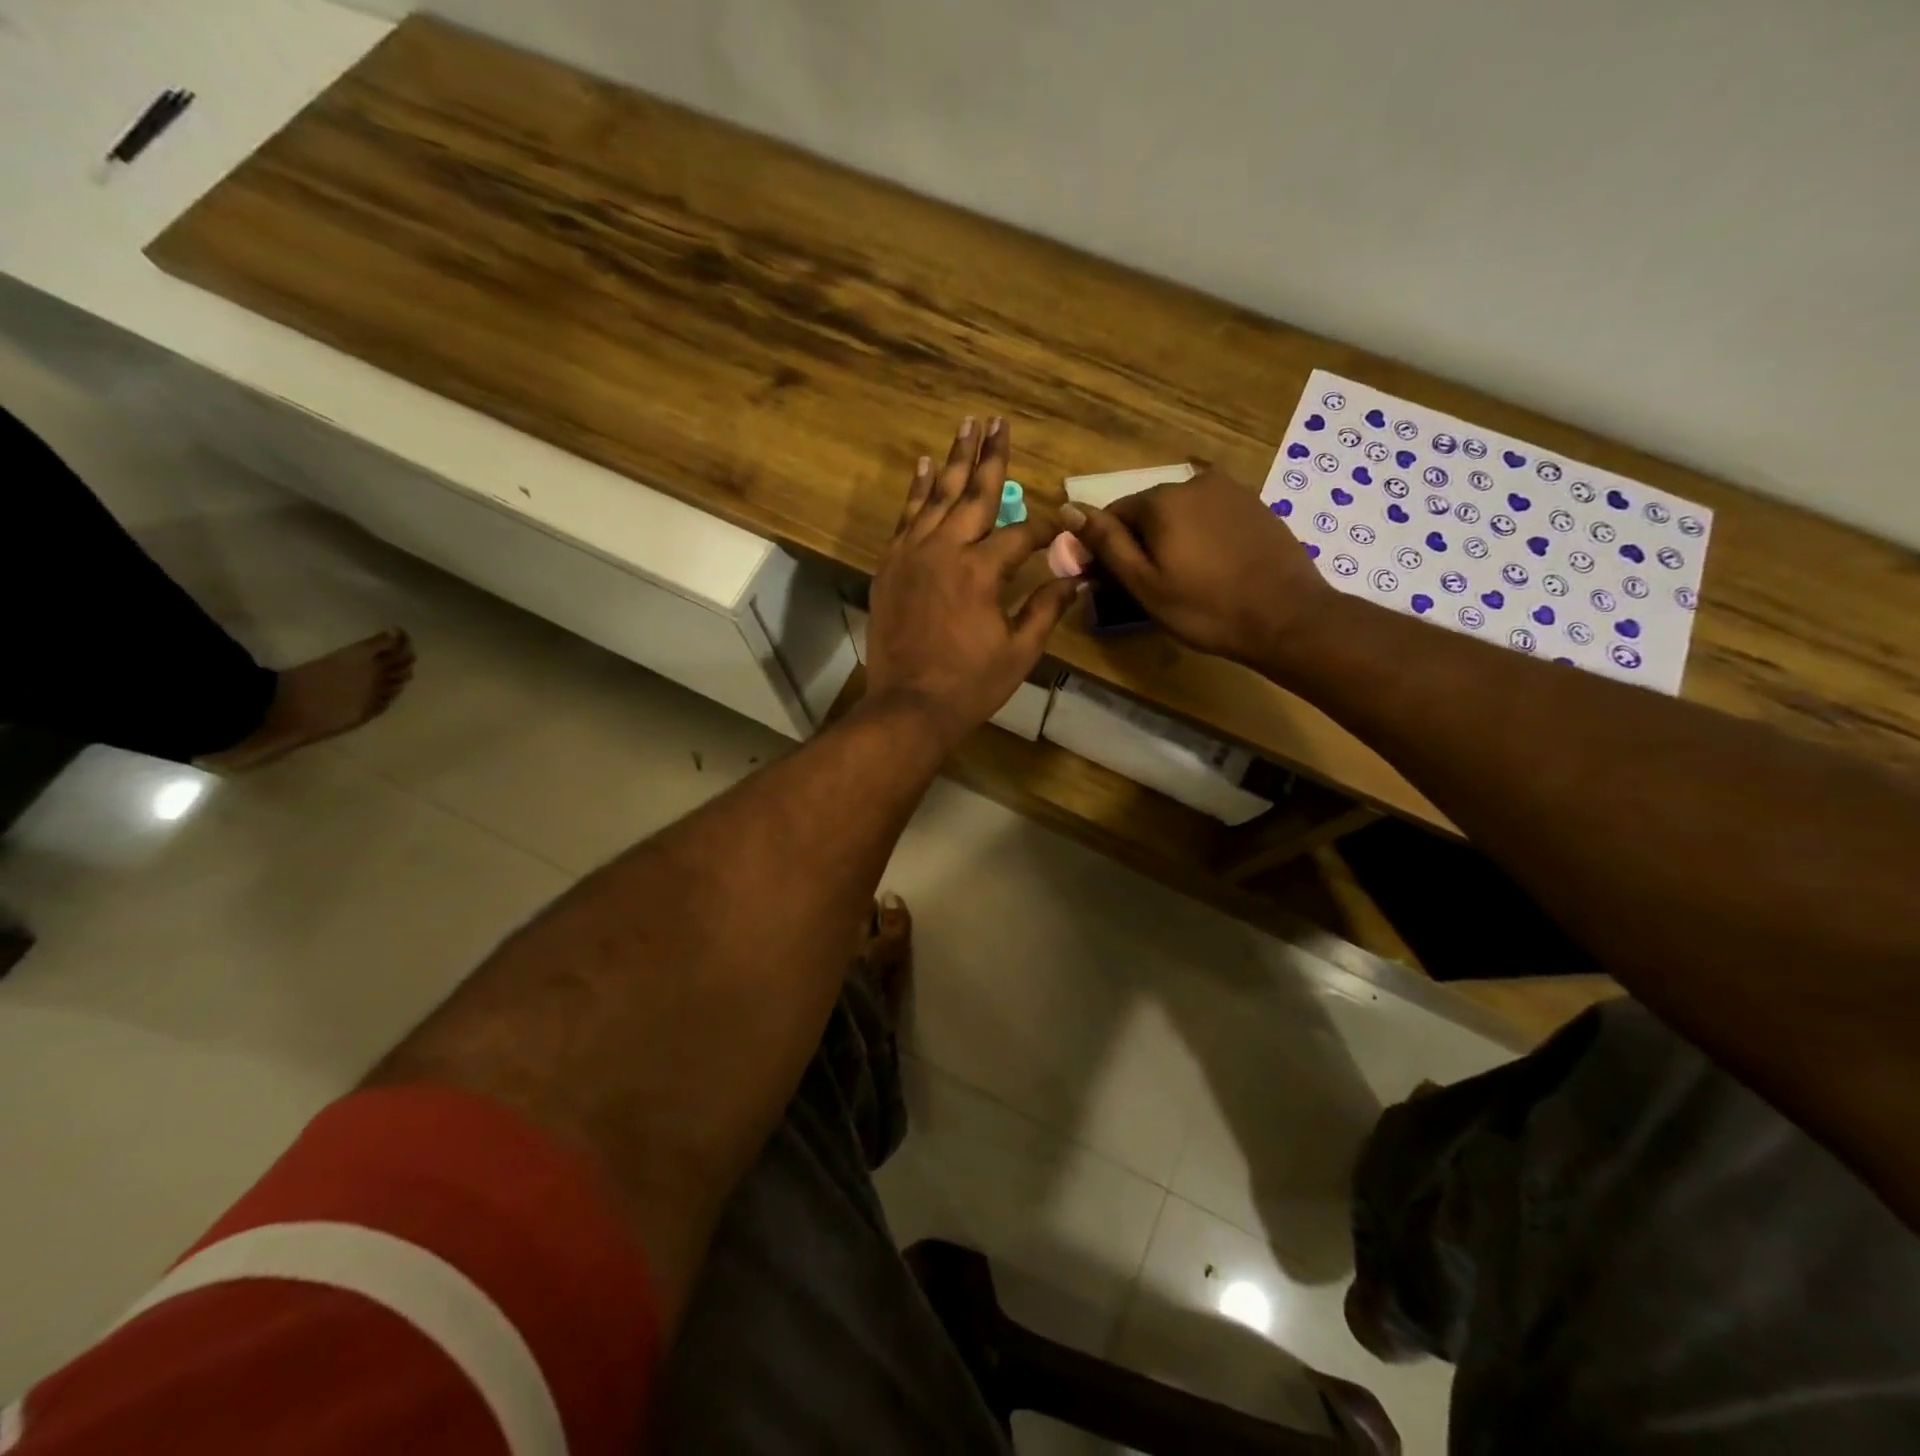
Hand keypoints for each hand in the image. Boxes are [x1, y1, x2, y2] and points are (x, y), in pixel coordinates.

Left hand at [867, 417, 1078, 748]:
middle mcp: (945, 550)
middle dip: (990, 456)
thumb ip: (1046, 608)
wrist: (908, 706)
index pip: (1020, 534)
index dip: (1044, 528)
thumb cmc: (970, 684)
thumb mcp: (1019, 651)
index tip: (1061, 524)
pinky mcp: (889, 566)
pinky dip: (915, 491)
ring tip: (965, 425)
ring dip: (953, 459)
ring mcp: (912, 555)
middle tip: (998, 420)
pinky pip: (905, 518)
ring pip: (936, 496)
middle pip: (973, 494)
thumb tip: (1077, 578)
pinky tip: (922, 467)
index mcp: (981, 571)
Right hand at [1061, 466, 1334, 665]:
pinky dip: (1202, 537)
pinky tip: (1212, 569)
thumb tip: (1068, 508)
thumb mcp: (1144, 583)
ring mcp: (1230, 490)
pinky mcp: (1255, 505)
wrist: (1286, 617)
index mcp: (1161, 499)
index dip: (1106, 547)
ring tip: (1184, 579)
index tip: (1111, 581)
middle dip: (1141, 541)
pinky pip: (1211, 516)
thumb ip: (1105, 543)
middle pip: (1148, 510)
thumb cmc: (1205, 608)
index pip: (1114, 514)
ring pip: (1181, 513)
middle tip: (1148, 586)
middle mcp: (1194, 481)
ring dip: (1172, 539)